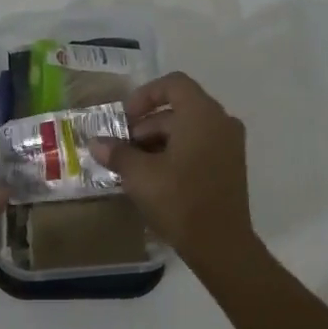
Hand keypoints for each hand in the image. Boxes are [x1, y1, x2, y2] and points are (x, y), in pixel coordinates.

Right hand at [89, 72, 255, 272]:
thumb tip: (95, 143)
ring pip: (189, 129)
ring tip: (135, 166)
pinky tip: (156, 177)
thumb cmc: (179, 200)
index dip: (144, 96)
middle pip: (179, 108)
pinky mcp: (231, 166)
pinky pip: (201, 145)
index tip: (124, 119)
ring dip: (159, 141)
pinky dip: (177, 152)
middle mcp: (221, 121)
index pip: (173, 84)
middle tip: (123, 149)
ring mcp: (230, 144)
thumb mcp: (140, 175)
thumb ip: (117, 152)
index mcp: (202, 114)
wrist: (221, 244)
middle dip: (147, 125)